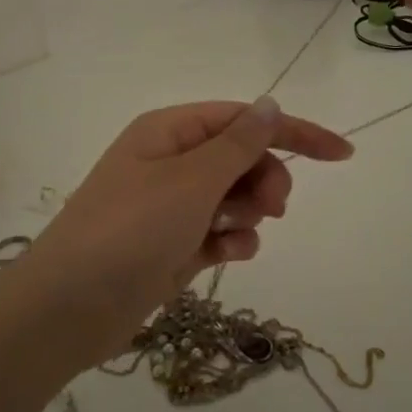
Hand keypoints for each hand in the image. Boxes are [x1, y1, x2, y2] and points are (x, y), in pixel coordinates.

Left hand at [16, 98, 353, 359]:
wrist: (68, 308)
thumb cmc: (131, 230)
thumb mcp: (192, 180)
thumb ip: (239, 143)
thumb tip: (270, 104)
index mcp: (169, 132)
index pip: (244, 119)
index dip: (295, 133)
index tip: (342, 155)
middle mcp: (169, 162)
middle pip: (241, 158)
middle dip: (264, 181)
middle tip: (274, 209)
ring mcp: (169, 206)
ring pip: (233, 198)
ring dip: (247, 214)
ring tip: (232, 236)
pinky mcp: (171, 246)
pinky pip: (218, 233)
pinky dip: (230, 243)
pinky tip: (226, 258)